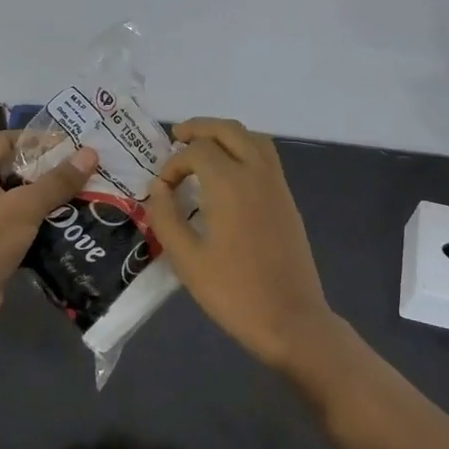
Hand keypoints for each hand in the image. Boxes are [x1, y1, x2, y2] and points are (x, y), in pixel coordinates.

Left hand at [0, 131, 98, 339]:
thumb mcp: (24, 206)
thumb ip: (57, 181)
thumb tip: (90, 153)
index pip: (6, 141)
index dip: (37, 139)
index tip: (73, 144)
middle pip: (18, 172)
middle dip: (52, 172)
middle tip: (89, 172)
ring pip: (24, 204)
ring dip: (53, 203)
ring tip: (90, 199)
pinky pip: (25, 232)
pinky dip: (46, 230)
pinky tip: (75, 231)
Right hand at [145, 118, 340, 370]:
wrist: (291, 319)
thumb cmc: (234, 292)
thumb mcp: (187, 259)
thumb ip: (166, 217)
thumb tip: (158, 189)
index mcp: (230, 184)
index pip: (196, 151)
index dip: (173, 163)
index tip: (162, 189)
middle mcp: (257, 173)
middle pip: (228, 130)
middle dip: (200, 128)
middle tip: (177, 138)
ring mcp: (277, 185)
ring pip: (253, 138)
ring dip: (225, 135)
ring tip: (202, 150)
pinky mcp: (287, 200)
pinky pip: (266, 157)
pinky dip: (244, 149)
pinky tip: (228, 175)